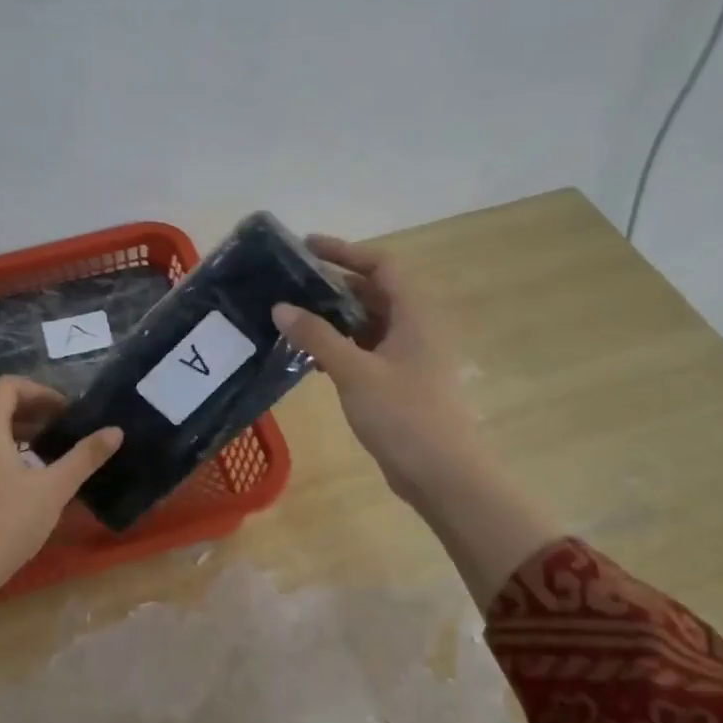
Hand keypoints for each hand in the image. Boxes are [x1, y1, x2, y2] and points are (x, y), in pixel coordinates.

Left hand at [0, 377, 121, 670]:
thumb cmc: (7, 524)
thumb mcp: (53, 489)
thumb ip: (84, 457)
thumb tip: (116, 431)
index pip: (9, 386)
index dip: (41, 391)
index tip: (67, 411)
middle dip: (32, 407)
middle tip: (63, 425)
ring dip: (18, 426)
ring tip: (49, 445)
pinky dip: (4, 445)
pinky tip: (26, 472)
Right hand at [273, 235, 479, 507]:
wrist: (441, 474)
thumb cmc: (403, 415)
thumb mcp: (355, 372)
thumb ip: (317, 337)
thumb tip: (281, 306)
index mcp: (415, 315)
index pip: (381, 265)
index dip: (345, 251)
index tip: (306, 248)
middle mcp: (415, 328)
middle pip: (373, 292)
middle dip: (332, 285)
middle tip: (289, 285)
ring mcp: (408, 356)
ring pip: (367, 323)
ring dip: (333, 318)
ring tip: (291, 317)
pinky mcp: (399, 381)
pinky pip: (366, 350)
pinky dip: (340, 346)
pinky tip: (309, 356)